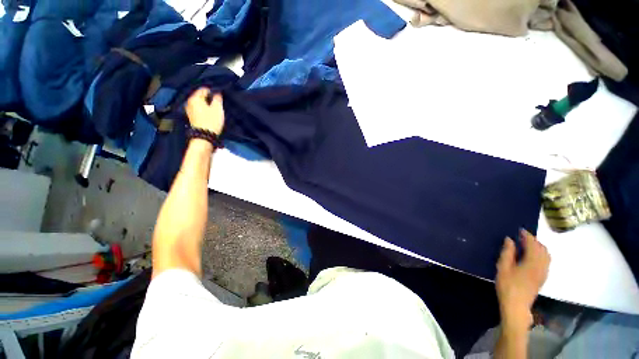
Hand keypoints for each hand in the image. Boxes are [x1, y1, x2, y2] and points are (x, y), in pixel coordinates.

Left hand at [185, 88, 224, 134]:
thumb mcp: (218, 108)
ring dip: (206, 104)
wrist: (204, 136)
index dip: (213, 91)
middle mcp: (189, 102)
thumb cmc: (212, 121)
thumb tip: (217, 92)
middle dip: (209, 98)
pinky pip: (198, 109)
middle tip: (218, 103)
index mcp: (195, 97)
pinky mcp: (191, 117)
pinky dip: (204, 109)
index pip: (204, 89)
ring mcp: (189, 110)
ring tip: (214, 108)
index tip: (220, 96)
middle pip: (200, 96)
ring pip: (199, 103)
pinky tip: (209, 113)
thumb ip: (217, 98)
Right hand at [496, 229, 549, 331]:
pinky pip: (546, 261)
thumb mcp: (503, 267)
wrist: (516, 305)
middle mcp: (542, 266)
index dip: (527, 236)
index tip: (520, 230)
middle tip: (522, 236)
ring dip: (539, 247)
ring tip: (527, 244)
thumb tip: (509, 239)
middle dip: (534, 241)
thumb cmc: (507, 285)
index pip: (533, 244)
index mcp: (532, 262)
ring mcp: (544, 273)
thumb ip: (507, 252)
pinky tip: (532, 256)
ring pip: (546, 255)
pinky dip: (541, 254)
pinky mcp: (543, 278)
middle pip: (542, 249)